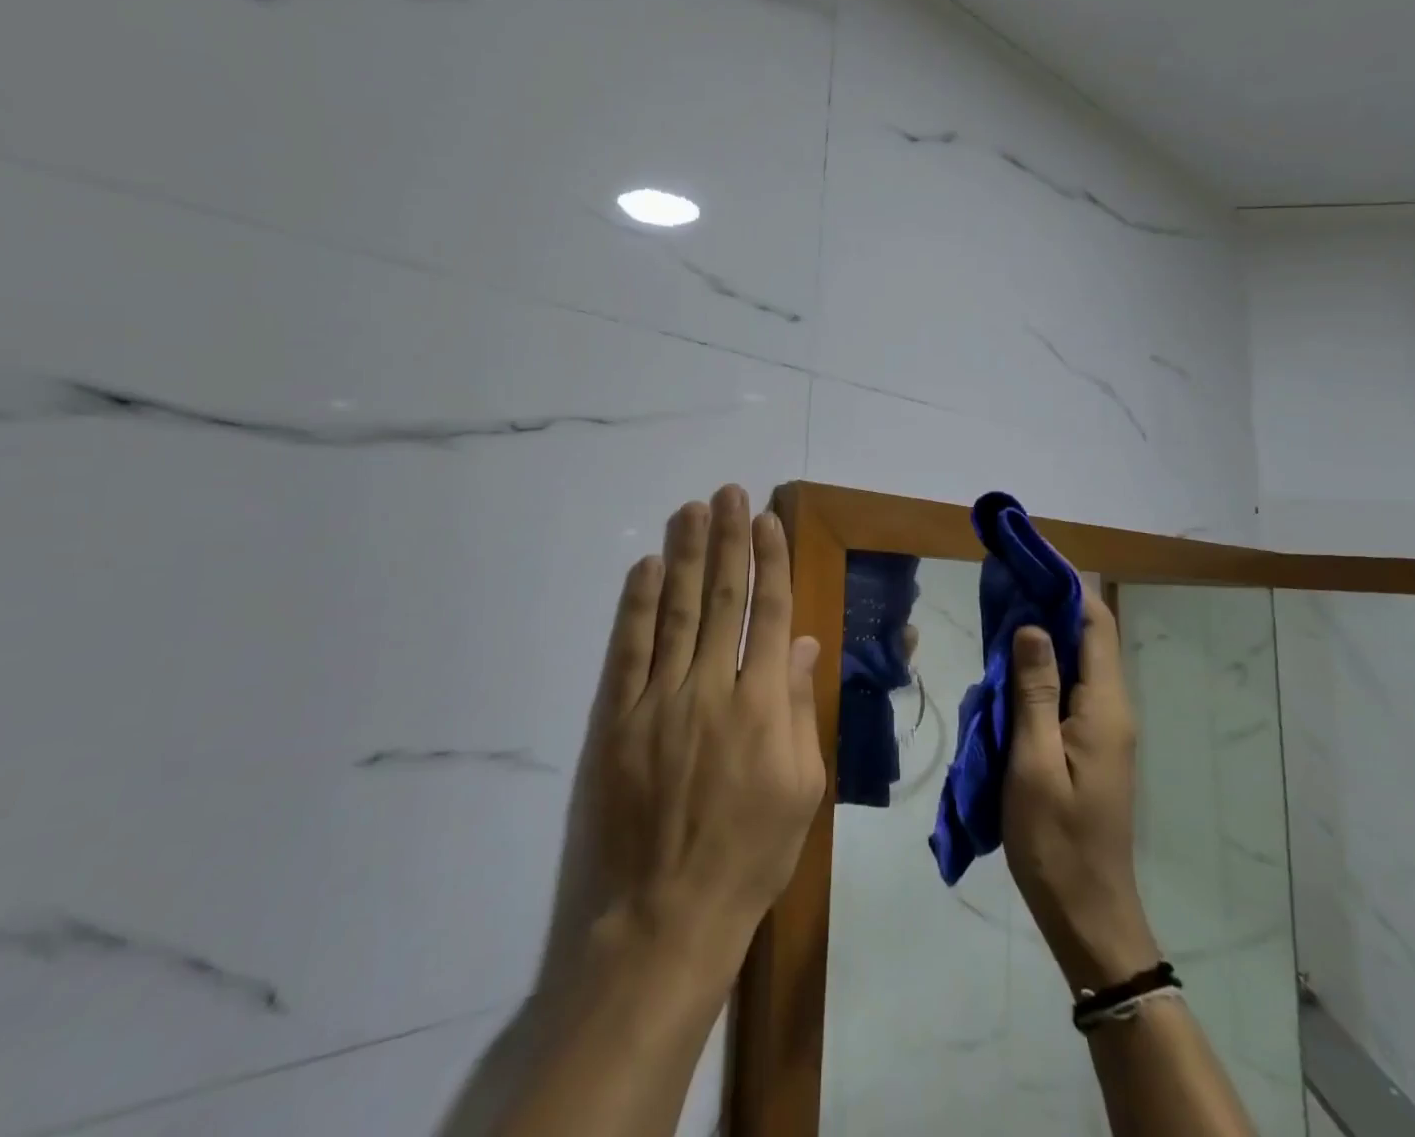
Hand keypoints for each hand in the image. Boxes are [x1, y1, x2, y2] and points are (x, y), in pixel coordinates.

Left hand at [539, 485, 826, 989]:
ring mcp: (657, 700)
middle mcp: (710, 688)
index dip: (769, 562)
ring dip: (685, 555)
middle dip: (728, 540)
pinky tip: (646, 567)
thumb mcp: (801, 792)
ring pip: (676, 610)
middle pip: (723, 598)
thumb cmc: (746, 860)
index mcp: (762, 705)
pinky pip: (628, 648)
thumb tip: (800, 645)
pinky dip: (638, 604)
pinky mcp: (614, 719)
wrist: (659, 920)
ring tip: (691, 509)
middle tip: (728, 493)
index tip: (767, 521)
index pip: (768, 614)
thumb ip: (799, 710)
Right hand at [1002, 591, 1159, 990]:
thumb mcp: (1033, 762)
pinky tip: (1009, 667)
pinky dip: (1041, 667)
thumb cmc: (1056, 839)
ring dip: (1044, 635)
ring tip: (1001, 614)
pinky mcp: (1089, 745)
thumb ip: (1034, 691)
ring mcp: (1103, 729)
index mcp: (1104, 708)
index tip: (1029, 560)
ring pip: (1077, 663)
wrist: (1087, 912)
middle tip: (1005, 583)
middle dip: (1051, 604)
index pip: (1096, 625)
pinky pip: (1067, 689)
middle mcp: (1111, 709)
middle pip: (1089, 638)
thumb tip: (1034, 626)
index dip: (1068, 586)